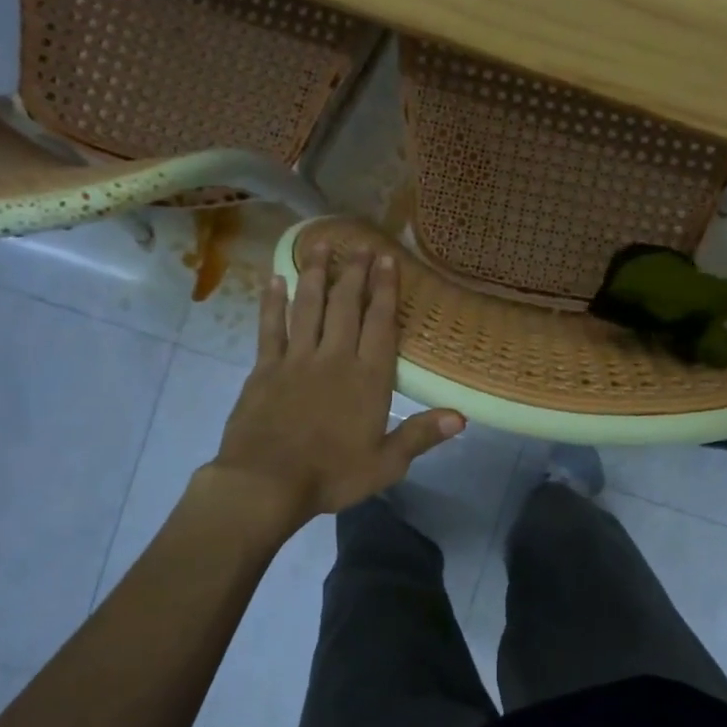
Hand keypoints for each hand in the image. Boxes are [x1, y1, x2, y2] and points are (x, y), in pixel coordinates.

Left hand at [205, 242, 463, 529]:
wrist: (266, 483)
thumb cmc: (332, 475)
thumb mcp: (386, 464)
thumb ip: (421, 435)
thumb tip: (462, 417)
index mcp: (368, 379)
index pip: (380, 324)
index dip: (385, 290)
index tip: (387, 259)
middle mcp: (334, 359)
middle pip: (346, 306)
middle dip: (353, 273)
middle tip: (358, 244)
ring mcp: (297, 360)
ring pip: (308, 307)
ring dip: (315, 275)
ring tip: (320, 245)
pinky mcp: (265, 369)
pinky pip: (270, 328)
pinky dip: (273, 303)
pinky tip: (275, 280)